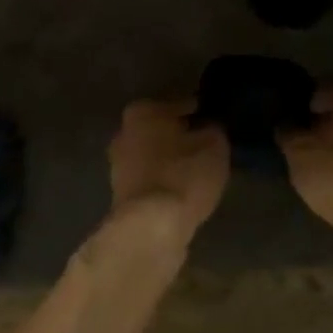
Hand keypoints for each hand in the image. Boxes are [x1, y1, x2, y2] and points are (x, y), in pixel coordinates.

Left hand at [109, 99, 229, 244]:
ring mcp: (118, 166)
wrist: (150, 228)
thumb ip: (213, 130)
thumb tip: (210, 128)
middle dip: (180, 135)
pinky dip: (164, 181)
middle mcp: (124, 133)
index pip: (179, 104)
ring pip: (152, 155)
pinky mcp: (121, 196)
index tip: (213, 120)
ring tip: (196, 169)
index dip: (199, 112)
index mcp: (143, 111)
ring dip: (170, 160)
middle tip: (205, 144)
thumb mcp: (214, 146)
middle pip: (160, 129)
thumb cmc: (183, 175)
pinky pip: (150, 179)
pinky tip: (182, 189)